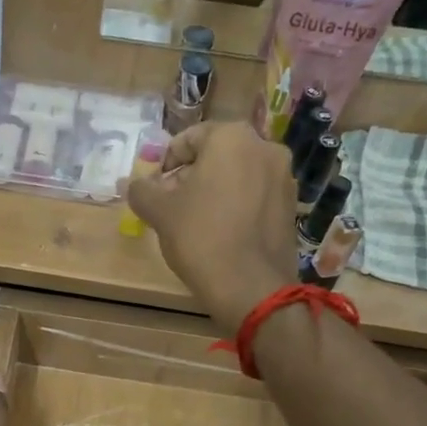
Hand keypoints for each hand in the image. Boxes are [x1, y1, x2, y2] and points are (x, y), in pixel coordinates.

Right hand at [126, 123, 298, 330]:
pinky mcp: (291, 205)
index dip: (166, 162)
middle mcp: (265, 147)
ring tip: (196, 220)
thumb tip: (135, 184)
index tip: (156, 188)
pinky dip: (236, 204)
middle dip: (191, 175)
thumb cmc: (201, 238)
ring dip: (214, 189)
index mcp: (231, 138)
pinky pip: (256, 194)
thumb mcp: (159, 212)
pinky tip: (222, 231)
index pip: (189, 138)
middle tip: (172, 204)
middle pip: (216, 154)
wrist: (251, 287)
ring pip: (238, 173)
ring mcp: (284, 177)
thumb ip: (142, 190)